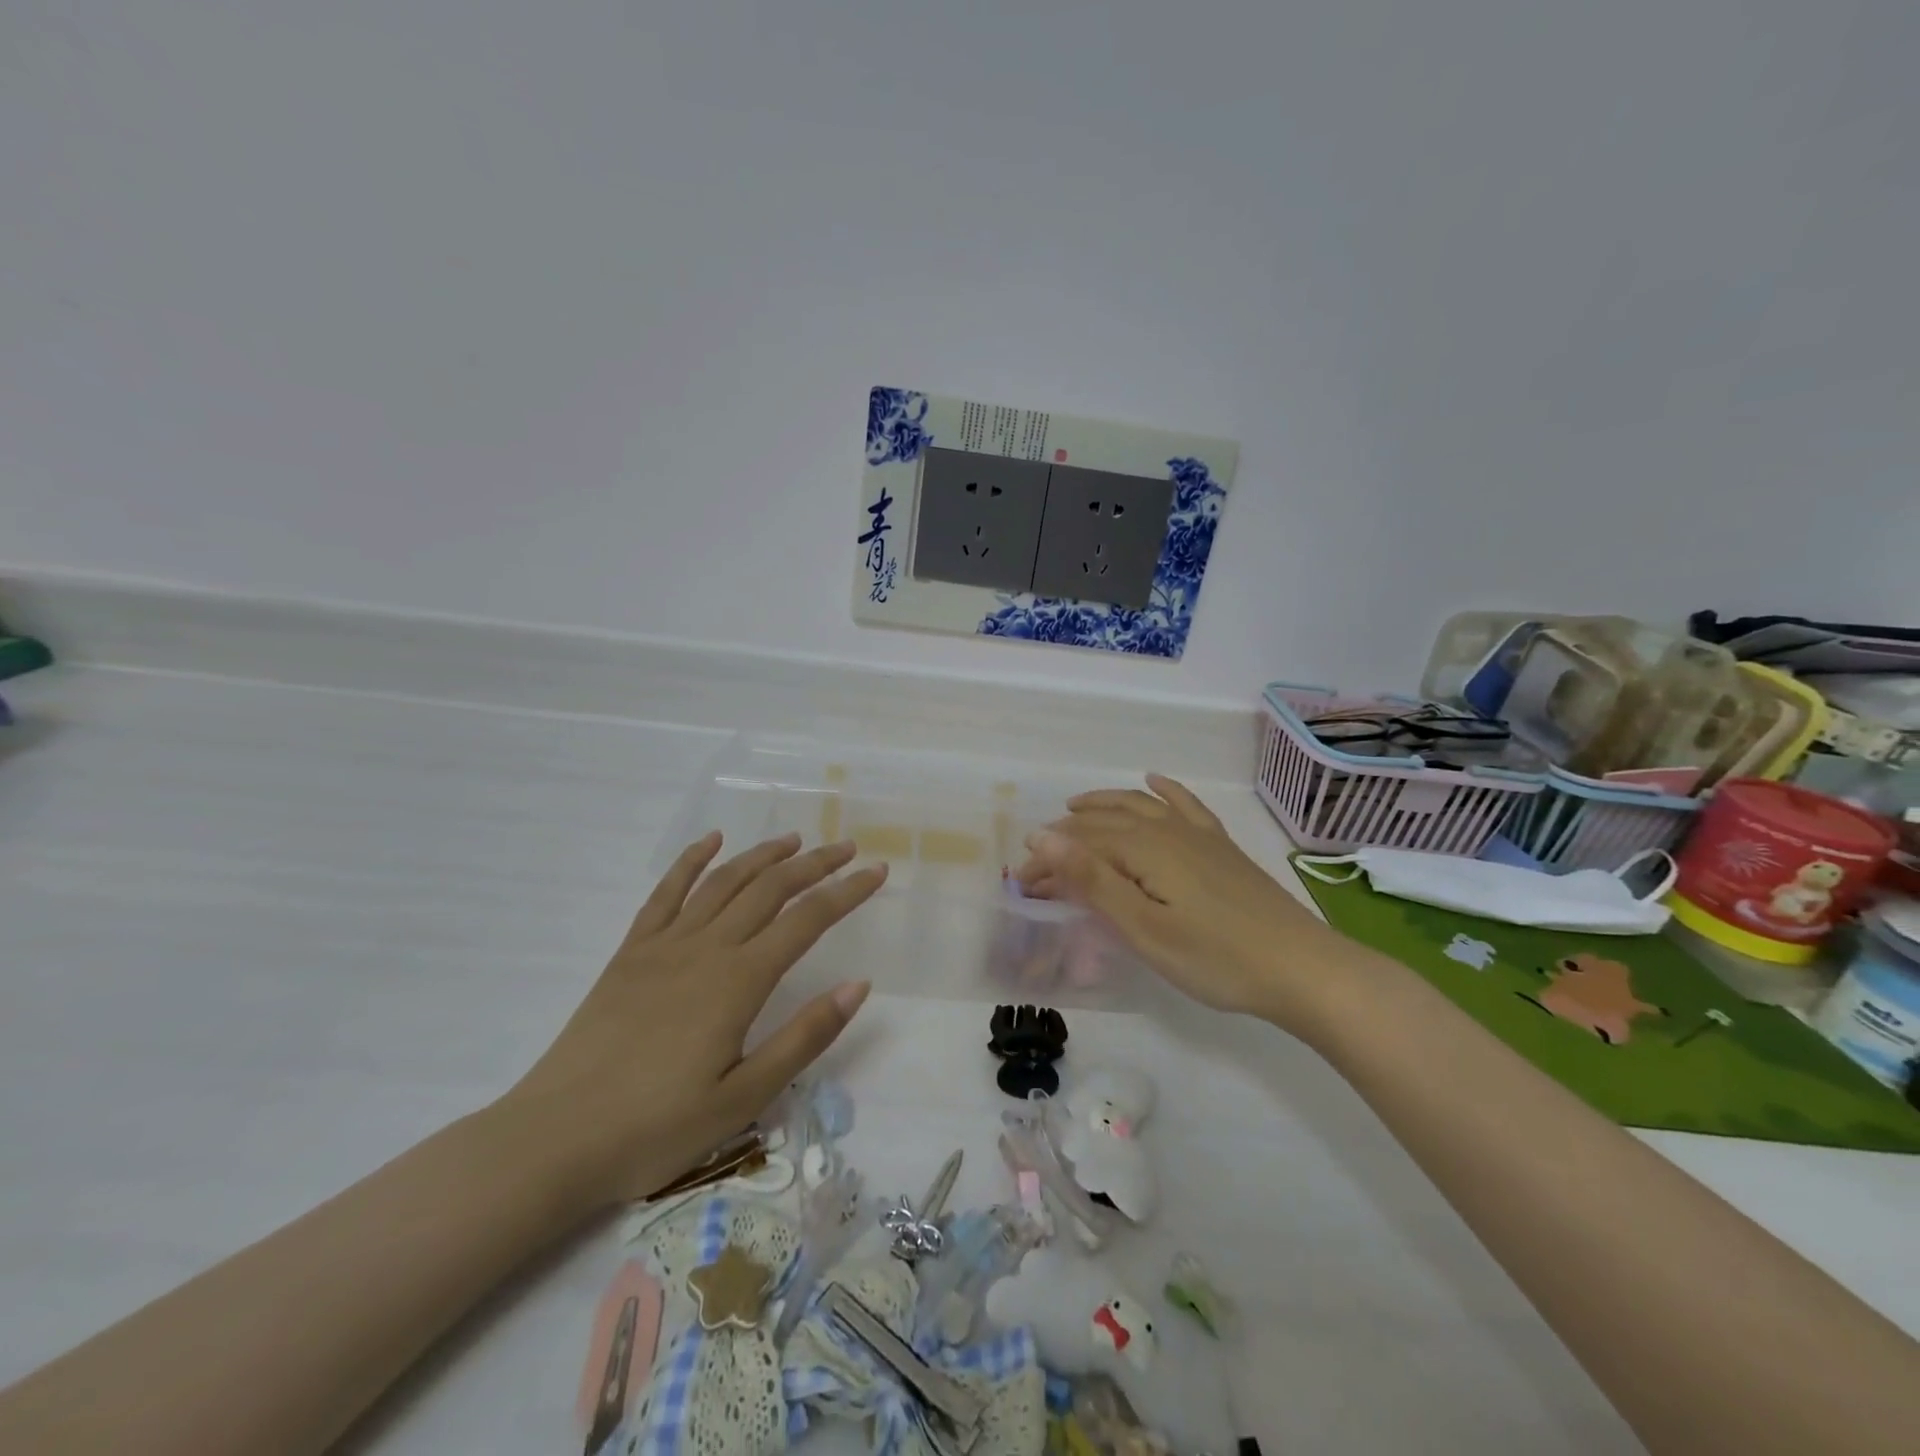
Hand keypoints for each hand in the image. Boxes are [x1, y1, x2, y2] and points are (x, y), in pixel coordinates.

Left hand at [496, 832, 884, 1212]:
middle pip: (770, 889)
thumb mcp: (744, 1096)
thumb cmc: (656, 1128)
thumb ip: (804, 1036)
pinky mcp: (631, 953)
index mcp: (738, 981)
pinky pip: (666, 893)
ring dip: (763, 855)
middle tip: (847, 848)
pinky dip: (692, 861)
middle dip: (814, 864)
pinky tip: (711, 842)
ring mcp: (664, 944)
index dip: (847, 892)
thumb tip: (859, 984)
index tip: (877, 872)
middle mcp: (706, 948)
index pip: (807, 920)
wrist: (554, 1140)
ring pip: (724, 882)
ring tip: (794, 841)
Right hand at [1017, 775, 1346, 1029]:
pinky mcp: (1220, 846)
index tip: (1020, 886)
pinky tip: (1154, 781)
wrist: (1301, 968)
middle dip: (1065, 838)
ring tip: (1075, 807)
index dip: (1046, 861)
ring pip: (1138, 805)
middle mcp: (1166, 829)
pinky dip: (1164, 790)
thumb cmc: (1214, 958)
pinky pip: (1185, 804)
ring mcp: (1197, 834)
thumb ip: (1091, 880)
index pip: (1079, 844)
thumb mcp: (1143, 927)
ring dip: (1102, 804)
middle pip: (1103, 823)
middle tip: (1037, 863)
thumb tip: (1042, 836)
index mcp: (1142, 848)